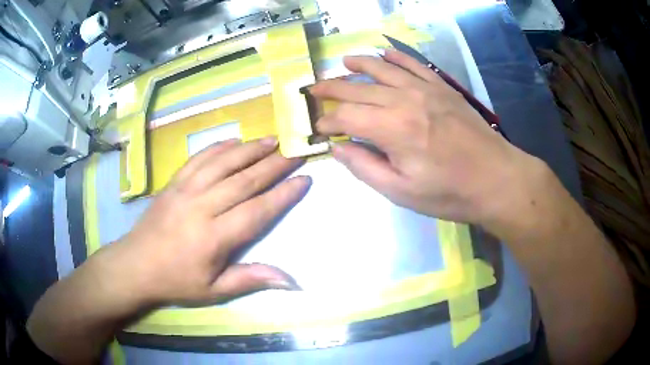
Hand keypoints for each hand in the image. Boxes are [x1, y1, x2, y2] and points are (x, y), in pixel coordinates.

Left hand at [107, 137, 309, 305]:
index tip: (304, 179)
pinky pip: (199, 159)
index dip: (283, 195)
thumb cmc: (176, 281)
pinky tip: (234, 141)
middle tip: (295, 153)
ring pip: (223, 163)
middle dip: (274, 165)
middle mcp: (201, 207)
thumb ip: (251, 279)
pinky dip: (219, 147)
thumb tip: (291, 280)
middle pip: (244, 180)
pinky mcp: (173, 182)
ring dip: (249, 149)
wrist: (136, 265)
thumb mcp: (214, 290)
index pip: (257, 210)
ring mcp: (185, 190)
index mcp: (214, 237)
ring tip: (272, 140)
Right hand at [310, 50, 542, 231]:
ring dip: (359, 64)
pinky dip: (396, 57)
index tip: (318, 128)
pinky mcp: (443, 88)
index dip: (327, 122)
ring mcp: (426, 89)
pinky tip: (384, 54)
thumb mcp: (401, 192)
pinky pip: (414, 65)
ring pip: (383, 69)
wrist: (496, 180)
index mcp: (392, 129)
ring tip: (342, 62)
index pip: (346, 117)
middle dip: (331, 88)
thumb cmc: (449, 193)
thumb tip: (338, 148)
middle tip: (313, 88)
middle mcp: (405, 100)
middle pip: (358, 88)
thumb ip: (365, 168)